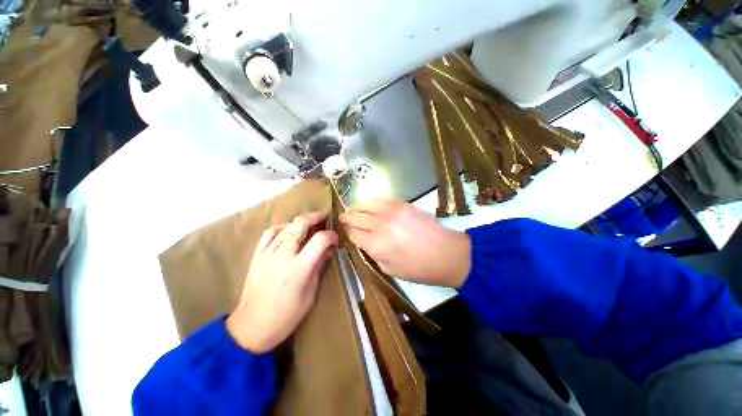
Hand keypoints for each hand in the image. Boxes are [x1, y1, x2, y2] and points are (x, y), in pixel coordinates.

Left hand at [226, 212, 337, 352]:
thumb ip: (319, 268)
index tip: (335, 239)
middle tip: (324, 217)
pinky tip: (288, 229)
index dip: (331, 235)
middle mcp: (284, 255)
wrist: (252, 326)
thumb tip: (329, 251)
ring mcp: (268, 253)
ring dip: (300, 221)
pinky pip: (269, 233)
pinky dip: (281, 227)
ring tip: (309, 222)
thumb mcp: (311, 294)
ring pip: (286, 226)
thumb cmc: (287, 315)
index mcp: (300, 268)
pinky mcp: (257, 255)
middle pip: (300, 224)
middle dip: (315, 217)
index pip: (320, 240)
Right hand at [340, 199, 470, 287]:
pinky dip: (373, 202)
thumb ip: (373, 254)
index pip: (352, 233)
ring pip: (366, 204)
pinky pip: (382, 199)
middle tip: (343, 218)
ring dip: (357, 207)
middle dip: (346, 218)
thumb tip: (364, 242)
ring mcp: (392, 212)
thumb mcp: (390, 269)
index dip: (346, 231)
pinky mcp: (403, 204)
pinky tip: (371, 205)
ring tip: (354, 209)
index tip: (343, 230)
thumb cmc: (418, 269)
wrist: (446, 254)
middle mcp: (380, 226)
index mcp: (376, 246)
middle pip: (356, 217)